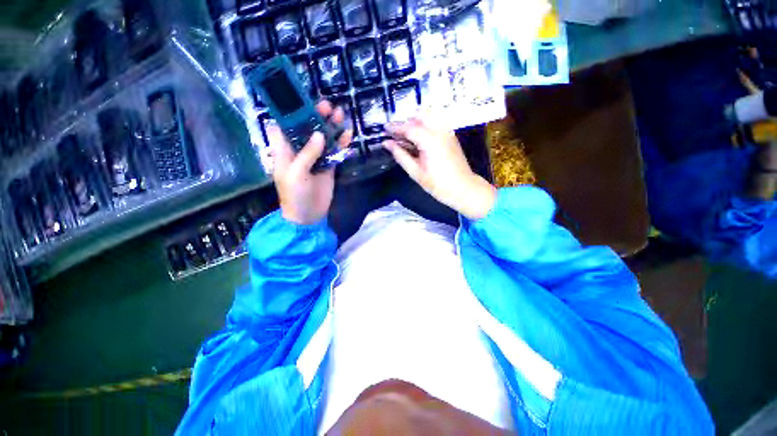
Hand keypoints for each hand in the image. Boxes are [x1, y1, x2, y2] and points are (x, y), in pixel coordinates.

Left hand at [269, 101, 351, 224]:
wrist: (308, 215)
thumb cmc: (295, 195)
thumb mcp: (296, 173)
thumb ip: (307, 153)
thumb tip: (320, 134)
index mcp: (284, 150)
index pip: (285, 125)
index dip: (292, 112)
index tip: (303, 101)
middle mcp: (299, 150)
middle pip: (307, 129)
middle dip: (316, 116)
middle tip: (328, 106)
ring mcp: (315, 158)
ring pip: (323, 138)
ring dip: (331, 127)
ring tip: (340, 115)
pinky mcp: (328, 165)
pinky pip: (334, 151)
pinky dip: (340, 143)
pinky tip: (347, 135)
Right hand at [384, 118, 495, 220]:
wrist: (462, 188)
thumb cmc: (437, 184)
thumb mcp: (415, 172)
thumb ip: (400, 155)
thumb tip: (387, 143)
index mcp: (429, 140)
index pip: (408, 128)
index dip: (395, 128)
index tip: (384, 129)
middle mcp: (439, 131)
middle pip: (419, 117)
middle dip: (405, 122)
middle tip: (395, 134)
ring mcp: (447, 131)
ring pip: (429, 116)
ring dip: (416, 121)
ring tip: (406, 135)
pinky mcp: (451, 135)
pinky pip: (436, 122)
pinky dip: (425, 124)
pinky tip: (419, 137)